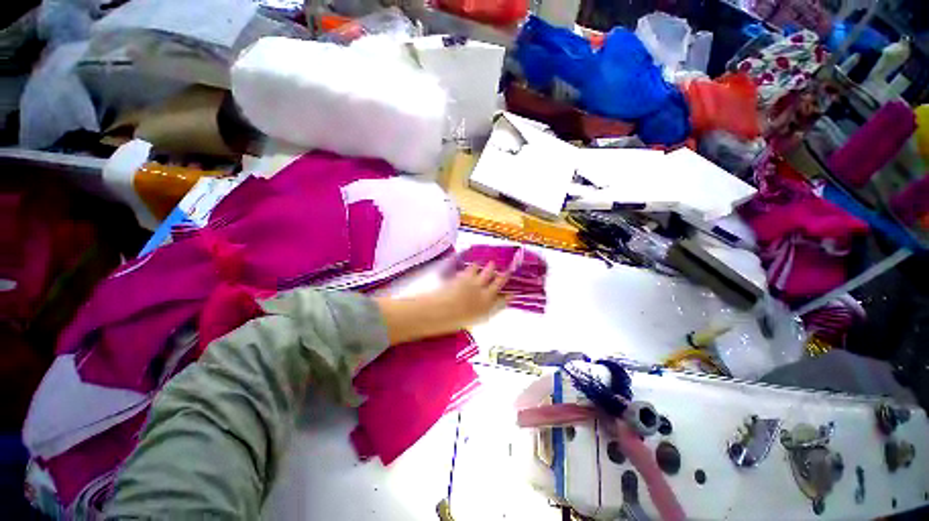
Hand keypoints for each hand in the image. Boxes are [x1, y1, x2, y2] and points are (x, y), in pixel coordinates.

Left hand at [430, 262, 509, 328]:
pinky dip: (474, 266)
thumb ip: (480, 314)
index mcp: (487, 308)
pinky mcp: (465, 277)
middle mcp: (485, 295)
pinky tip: (475, 264)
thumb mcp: (471, 321)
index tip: (512, 294)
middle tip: (508, 272)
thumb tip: (485, 309)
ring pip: (487, 273)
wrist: (440, 311)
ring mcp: (476, 284)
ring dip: (490, 268)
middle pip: (498, 283)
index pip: (502, 301)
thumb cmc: (453, 321)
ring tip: (492, 264)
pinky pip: (472, 269)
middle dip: (504, 277)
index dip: (508, 297)